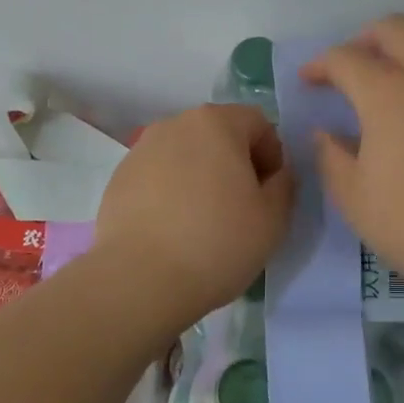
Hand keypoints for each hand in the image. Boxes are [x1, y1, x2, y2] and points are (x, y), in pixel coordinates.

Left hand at [91, 103, 296, 320]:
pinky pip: (158, 175)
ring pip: (186, 154)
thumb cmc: (217, 242)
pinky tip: (173, 229)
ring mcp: (141, 149)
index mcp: (216, 123)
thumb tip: (276, 174)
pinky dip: (171, 191)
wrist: (140, 280)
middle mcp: (175, 124)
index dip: (272, 155)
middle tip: (241, 206)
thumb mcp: (273, 218)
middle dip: (235, 162)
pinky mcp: (118, 178)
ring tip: (203, 220)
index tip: (269, 192)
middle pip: (218, 134)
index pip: (258, 122)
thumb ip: (284, 184)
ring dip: (201, 176)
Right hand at [301, 15, 403, 304]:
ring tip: (382, 80)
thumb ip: (331, 155)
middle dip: (363, 39)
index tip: (307, 81)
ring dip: (399, 49)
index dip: (320, 65)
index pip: (346, 59)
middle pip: (394, 28)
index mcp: (388, 93)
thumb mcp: (353, 196)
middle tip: (347, 68)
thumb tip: (326, 132)